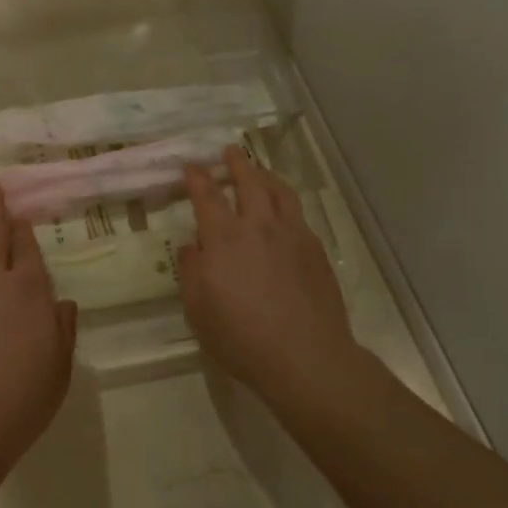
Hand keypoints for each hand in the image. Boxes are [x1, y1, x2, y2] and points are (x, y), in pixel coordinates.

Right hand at [177, 148, 361, 403]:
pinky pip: (299, 214)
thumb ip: (192, 271)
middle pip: (249, 182)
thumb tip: (191, 247)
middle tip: (230, 151)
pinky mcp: (316, 250)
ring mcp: (292, 235)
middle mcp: (259, 226)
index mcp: (224, 238)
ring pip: (280, 192)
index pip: (207, 196)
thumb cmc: (241, 337)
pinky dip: (286, 203)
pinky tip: (284, 212)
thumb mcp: (198, 309)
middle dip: (237, 163)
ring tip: (260, 171)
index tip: (192, 165)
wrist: (305, 357)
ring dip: (266, 176)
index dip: (198, 177)